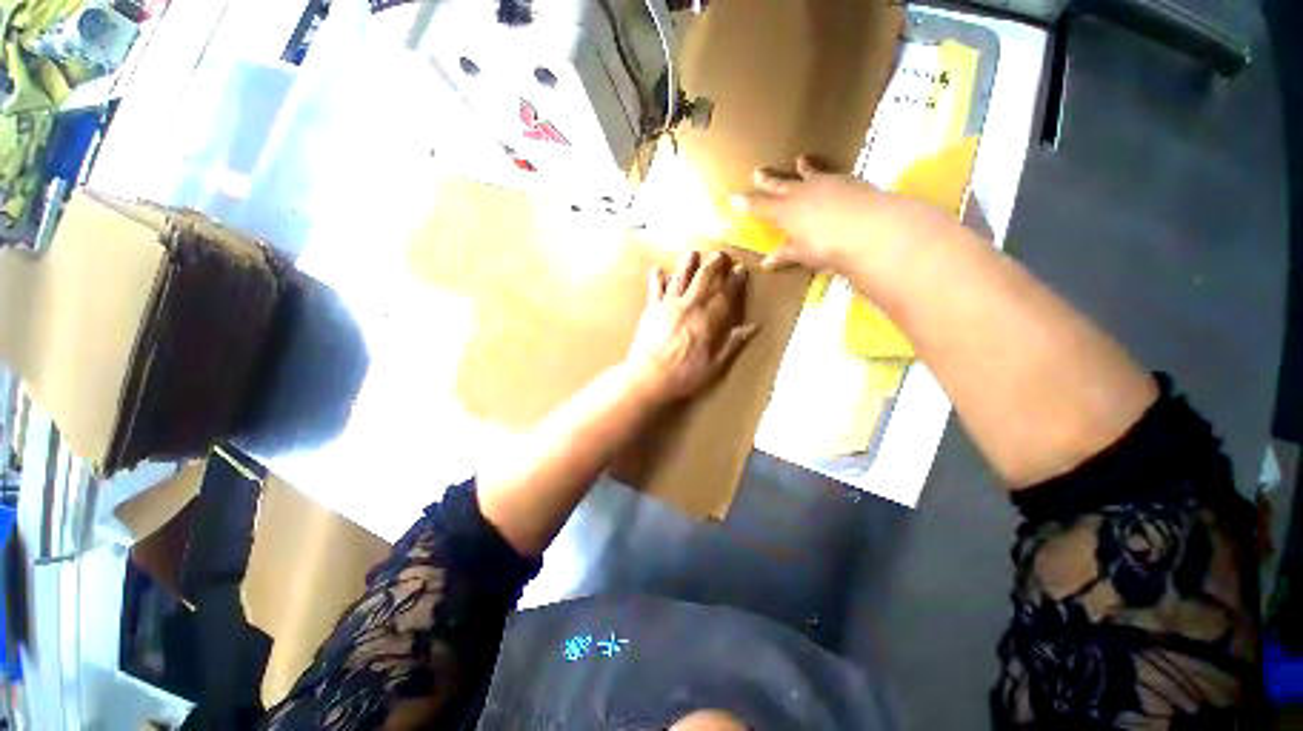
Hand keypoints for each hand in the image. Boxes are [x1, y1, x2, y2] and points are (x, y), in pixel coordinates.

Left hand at [625, 250, 758, 402]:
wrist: (648, 378)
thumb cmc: (683, 376)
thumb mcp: (714, 366)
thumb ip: (733, 344)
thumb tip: (754, 327)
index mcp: (707, 321)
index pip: (726, 295)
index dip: (735, 281)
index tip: (741, 269)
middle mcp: (690, 307)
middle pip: (704, 279)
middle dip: (714, 264)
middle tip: (720, 254)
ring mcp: (668, 305)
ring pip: (681, 277)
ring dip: (688, 263)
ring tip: (693, 252)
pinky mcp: (651, 309)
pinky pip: (655, 289)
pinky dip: (657, 278)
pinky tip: (658, 269)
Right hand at [730, 156, 947, 273]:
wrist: (868, 226)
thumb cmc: (826, 245)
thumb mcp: (802, 254)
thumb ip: (784, 255)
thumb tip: (766, 262)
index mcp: (784, 212)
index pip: (759, 207)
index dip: (745, 203)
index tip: (732, 197)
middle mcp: (800, 193)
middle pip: (779, 185)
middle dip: (767, 180)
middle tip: (757, 172)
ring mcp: (823, 183)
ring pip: (807, 174)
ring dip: (801, 169)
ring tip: (798, 160)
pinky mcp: (845, 180)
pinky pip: (830, 174)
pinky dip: (826, 173)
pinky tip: (829, 174)